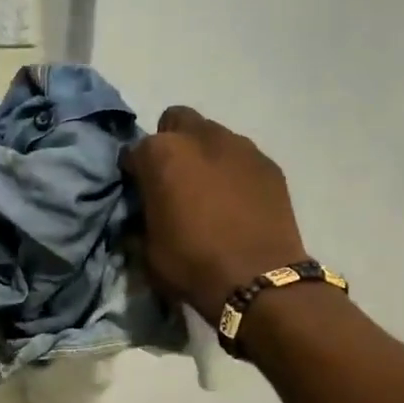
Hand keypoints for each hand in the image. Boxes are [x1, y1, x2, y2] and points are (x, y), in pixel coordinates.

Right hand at [124, 107, 308, 320]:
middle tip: (174, 180)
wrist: (258, 280)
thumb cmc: (193, 264)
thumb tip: (145, 211)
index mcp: (162, 154)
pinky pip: (242, 158)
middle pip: (177, 122)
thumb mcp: (149, 247)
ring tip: (209, 191)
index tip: (140, 192)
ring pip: (212, 136)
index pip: (135, 150)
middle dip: (171, 144)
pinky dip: (233, 171)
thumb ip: (144, 215)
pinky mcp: (269, 164)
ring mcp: (240, 146)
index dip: (135, 171)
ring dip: (204, 155)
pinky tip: (237, 201)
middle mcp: (201, 137)